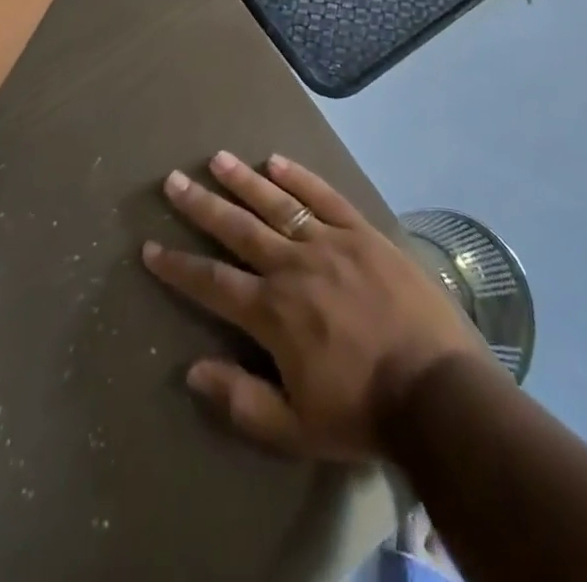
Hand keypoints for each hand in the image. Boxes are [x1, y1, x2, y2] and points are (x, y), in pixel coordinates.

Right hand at [144, 151, 495, 461]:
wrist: (436, 390)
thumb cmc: (363, 413)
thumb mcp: (295, 427)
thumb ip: (241, 400)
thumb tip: (193, 370)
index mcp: (273, 313)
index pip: (213, 283)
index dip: (179, 266)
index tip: (150, 246)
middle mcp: (293, 266)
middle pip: (238, 229)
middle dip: (202, 206)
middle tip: (174, 180)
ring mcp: (330, 243)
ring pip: (278, 204)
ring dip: (244, 181)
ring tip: (217, 159)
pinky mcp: (363, 232)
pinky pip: (325, 197)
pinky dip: (300, 178)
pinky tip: (277, 161)